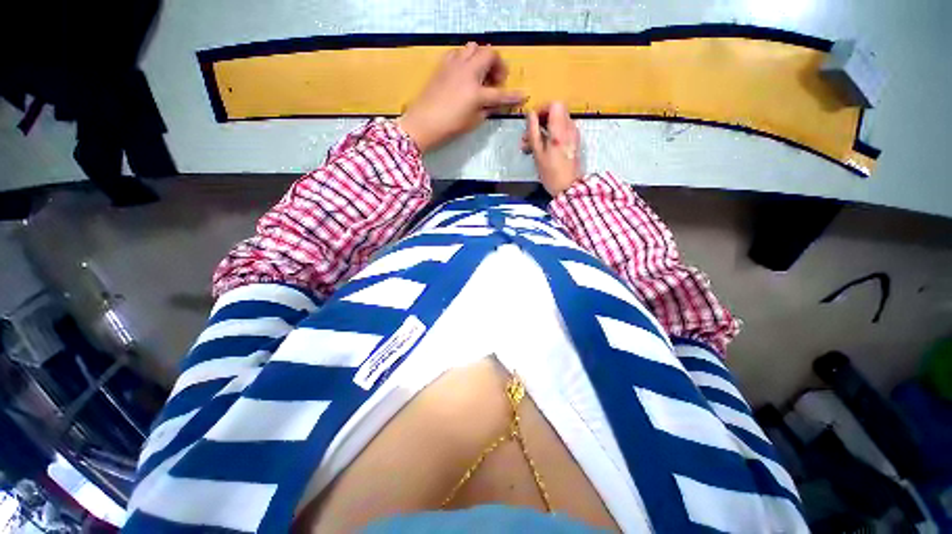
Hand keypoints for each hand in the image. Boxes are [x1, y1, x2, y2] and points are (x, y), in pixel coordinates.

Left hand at [397, 43, 525, 152]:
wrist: (423, 122)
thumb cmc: (449, 126)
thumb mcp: (472, 122)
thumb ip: (486, 110)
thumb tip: (494, 103)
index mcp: (476, 93)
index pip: (500, 94)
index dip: (513, 96)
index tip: (523, 95)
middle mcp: (468, 73)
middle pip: (489, 54)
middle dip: (498, 64)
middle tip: (497, 79)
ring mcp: (454, 66)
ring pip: (473, 47)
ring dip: (481, 57)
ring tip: (480, 73)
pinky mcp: (443, 65)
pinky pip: (458, 52)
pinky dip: (466, 58)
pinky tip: (464, 72)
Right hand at [522, 102, 582, 196]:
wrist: (569, 188)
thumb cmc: (551, 174)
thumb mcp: (538, 154)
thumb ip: (533, 132)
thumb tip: (530, 115)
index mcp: (560, 130)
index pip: (554, 104)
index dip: (541, 109)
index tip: (531, 121)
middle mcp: (570, 128)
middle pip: (556, 112)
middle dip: (540, 120)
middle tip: (527, 136)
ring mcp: (573, 135)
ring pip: (557, 122)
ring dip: (543, 129)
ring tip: (531, 146)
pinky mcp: (573, 142)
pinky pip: (561, 131)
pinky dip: (550, 135)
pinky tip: (541, 149)